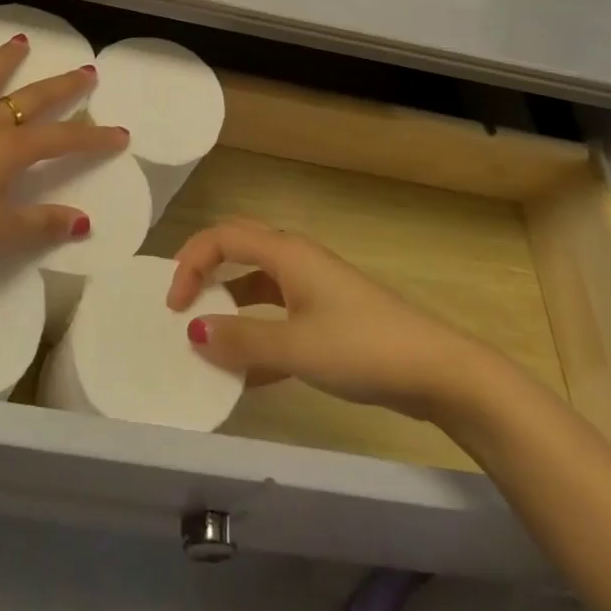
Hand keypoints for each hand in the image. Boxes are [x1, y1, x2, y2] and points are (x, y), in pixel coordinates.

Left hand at [0, 33, 130, 264]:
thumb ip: (40, 224)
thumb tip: (83, 221)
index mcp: (7, 151)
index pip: (61, 141)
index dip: (93, 138)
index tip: (121, 134)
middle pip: (29, 100)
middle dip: (61, 88)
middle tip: (86, 72)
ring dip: (1, 61)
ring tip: (20, 40)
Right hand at [166, 219, 490, 420]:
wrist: (436, 371)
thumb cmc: (361, 347)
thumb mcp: (295, 347)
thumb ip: (241, 341)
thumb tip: (193, 332)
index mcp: (285, 253)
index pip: (222, 237)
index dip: (190, 262)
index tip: (174, 306)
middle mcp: (296, 260)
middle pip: (237, 249)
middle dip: (205, 271)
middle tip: (182, 306)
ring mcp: (313, 288)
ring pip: (257, 286)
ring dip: (230, 307)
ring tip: (207, 343)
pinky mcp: (327, 316)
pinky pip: (278, 315)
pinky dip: (257, 335)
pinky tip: (247, 374)